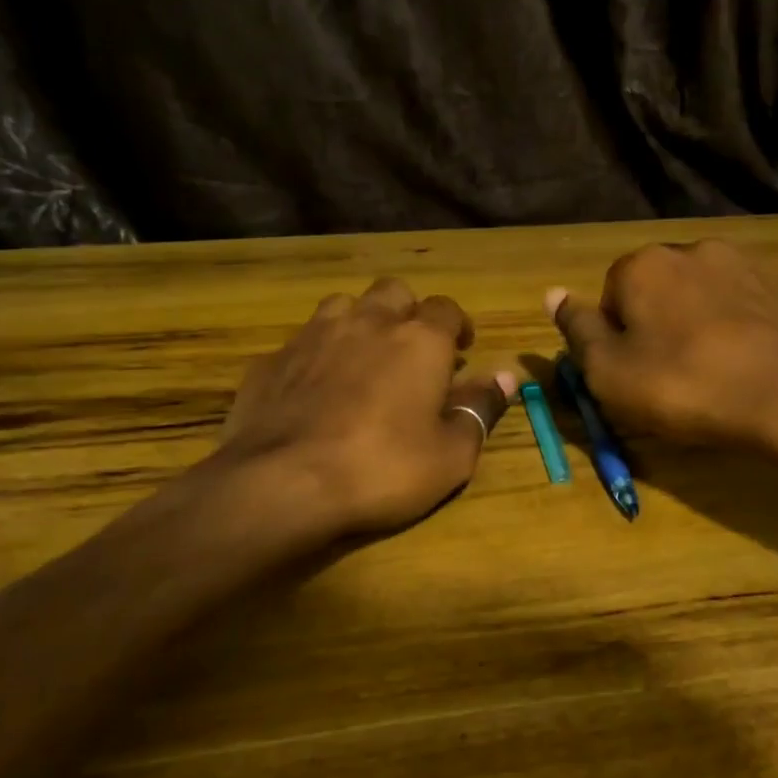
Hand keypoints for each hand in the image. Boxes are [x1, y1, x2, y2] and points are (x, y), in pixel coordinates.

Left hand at [210, 278, 508, 538]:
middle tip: (412, 348)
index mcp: (418, 341)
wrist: (283, 484)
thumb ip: (479, 408)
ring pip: (342, 306)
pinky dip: (316, 355)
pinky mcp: (271, 360)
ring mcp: (313, 336)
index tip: (462, 349)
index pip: (446, 308)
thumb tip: (505, 376)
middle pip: (393, 292)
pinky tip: (313, 388)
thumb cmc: (382, 469)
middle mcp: (367, 323)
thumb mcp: (451, 455)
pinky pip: (301, 342)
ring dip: (359, 322)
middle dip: (407, 312)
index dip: (457, 325)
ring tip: (362, 358)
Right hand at [549, 240, 777, 455]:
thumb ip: (577, 330)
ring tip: (713, 370)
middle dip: (658, 325)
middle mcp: (691, 249)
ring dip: (698, 322)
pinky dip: (737, 325)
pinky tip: (746, 361)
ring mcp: (743, 262)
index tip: (635, 374)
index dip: (617, 339)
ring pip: (701, 294)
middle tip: (672, 376)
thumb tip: (552, 293)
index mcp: (642, 265)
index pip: (611, 296)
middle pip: (657, 290)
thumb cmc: (684, 387)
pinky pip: (743, 302)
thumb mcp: (609, 372)